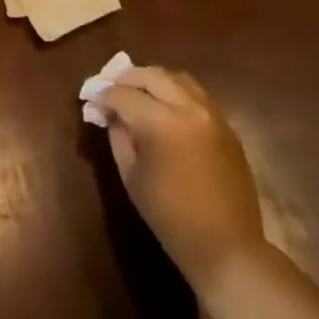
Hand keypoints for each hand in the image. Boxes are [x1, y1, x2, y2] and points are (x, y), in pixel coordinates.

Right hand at [95, 67, 266, 293]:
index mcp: (161, 122)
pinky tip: (164, 111)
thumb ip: (118, 136)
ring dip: (154, 81)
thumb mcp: (130, 174)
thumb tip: (111, 115)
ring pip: (179, 78)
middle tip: (110, 91)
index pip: (122, 94)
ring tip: (138, 95)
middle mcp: (189, 109)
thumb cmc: (167, 214)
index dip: (102, 96)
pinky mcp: (227, 127)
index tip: (91, 102)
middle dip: (126, 79)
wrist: (224, 243)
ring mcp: (213, 115)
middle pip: (152, 75)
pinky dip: (175, 94)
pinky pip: (197, 96)